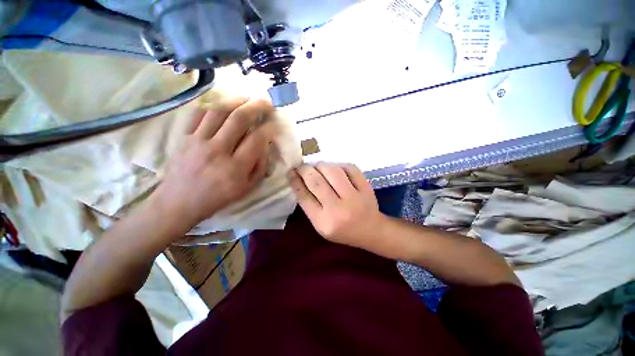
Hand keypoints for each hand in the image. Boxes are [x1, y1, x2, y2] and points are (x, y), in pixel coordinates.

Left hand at [153, 98, 273, 227]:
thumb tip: (266, 145)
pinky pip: (198, 114)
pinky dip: (213, 106)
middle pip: (239, 119)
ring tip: (247, 99)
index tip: (274, 125)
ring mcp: (198, 141)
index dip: (269, 129)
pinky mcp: (184, 137)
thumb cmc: (218, 198)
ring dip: (236, 100)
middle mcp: (217, 151)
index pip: (257, 139)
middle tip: (266, 103)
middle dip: (257, 107)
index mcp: (235, 168)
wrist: (179, 202)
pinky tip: (223, 106)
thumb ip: (260, 166)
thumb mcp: (247, 188)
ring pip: (218, 111)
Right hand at [289, 163, 386, 249]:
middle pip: (316, 181)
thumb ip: (309, 205)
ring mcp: (354, 197)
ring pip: (332, 171)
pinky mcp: (366, 187)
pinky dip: (338, 165)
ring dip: (321, 165)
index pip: (304, 196)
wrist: (371, 230)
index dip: (295, 180)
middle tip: (302, 167)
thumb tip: (298, 179)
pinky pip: (349, 167)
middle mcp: (338, 209)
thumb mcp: (321, 224)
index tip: (291, 171)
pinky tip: (335, 168)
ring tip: (317, 167)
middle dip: (305, 169)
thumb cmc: (342, 230)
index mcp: (323, 222)